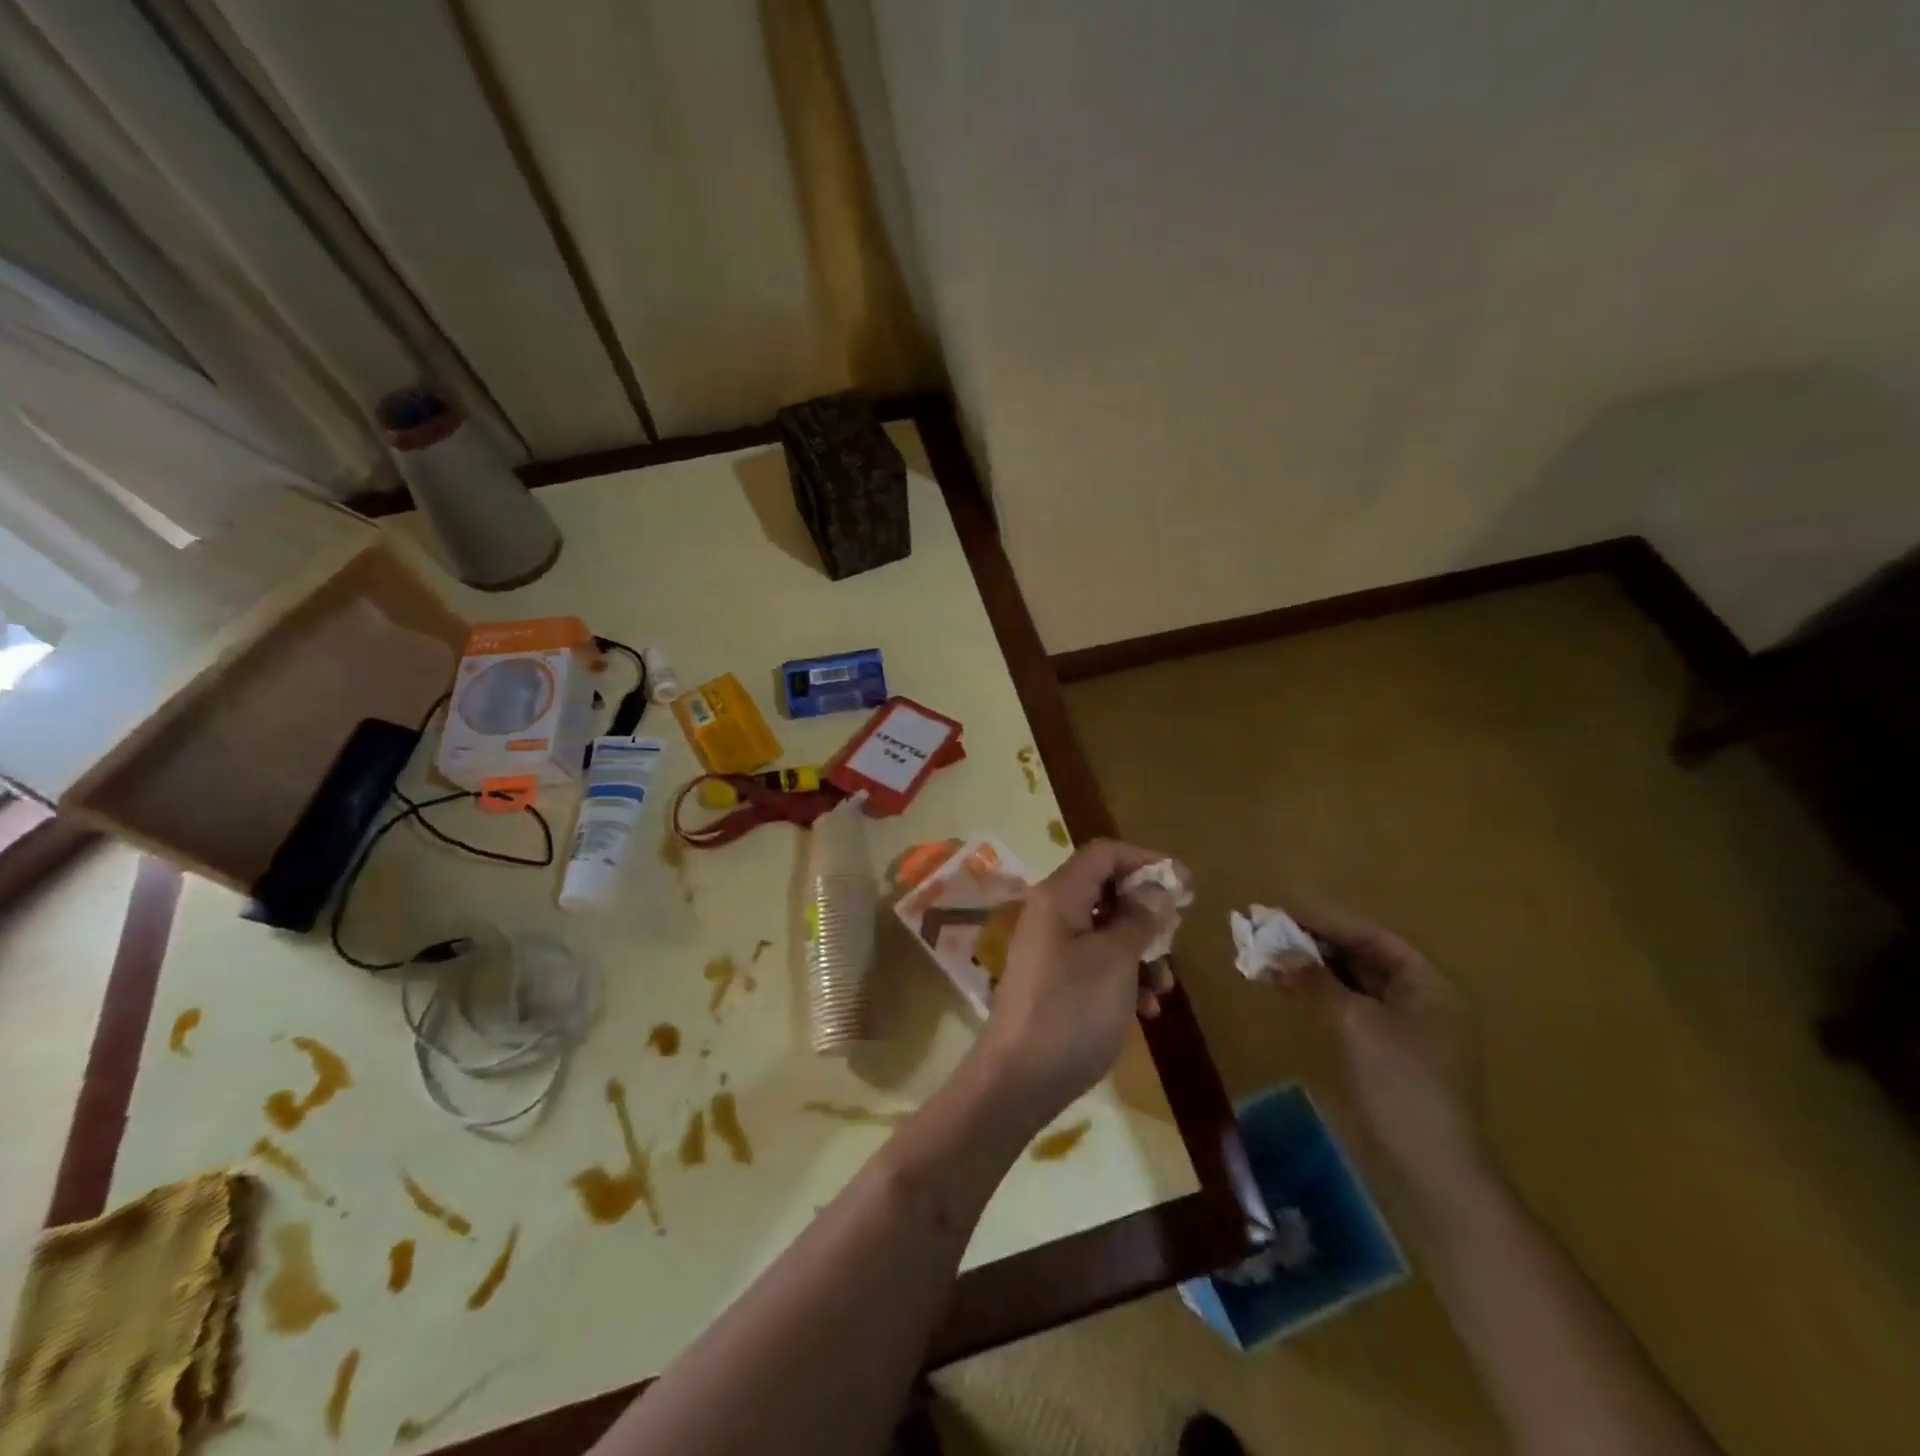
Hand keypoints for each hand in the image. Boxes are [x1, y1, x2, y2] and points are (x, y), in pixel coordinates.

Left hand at [978, 839, 1178, 1113]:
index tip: (1184, 885)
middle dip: (1146, 914)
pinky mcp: (1053, 981)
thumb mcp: (1116, 960)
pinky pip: (1094, 962)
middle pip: (1106, 892)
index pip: (1104, 853)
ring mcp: (1050, 948)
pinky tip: (1143, 1011)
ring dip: (1140, 953)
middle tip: (1174, 938)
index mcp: (1059, 896)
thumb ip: (1139, 918)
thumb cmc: (1072, 1009)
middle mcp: (1051, 914)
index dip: (1146, 860)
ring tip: (1163, 990)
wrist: (1019, 1078)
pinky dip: (1123, 978)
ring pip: (1105, 931)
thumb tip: (1156, 888)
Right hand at [1278, 902, 1489, 1192]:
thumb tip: (1280, 950)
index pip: (1371, 936)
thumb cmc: (1402, 1083)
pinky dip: (1319, 993)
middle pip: (1362, 955)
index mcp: (1427, 983)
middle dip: (1314, 941)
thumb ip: (1318, 980)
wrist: (1433, 1168)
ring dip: (1312, 967)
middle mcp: (1420, 998)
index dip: (1325, 918)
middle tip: (1268, 928)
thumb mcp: (1357, 1023)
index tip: (1282, 905)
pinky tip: (1287, 986)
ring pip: (1352, 981)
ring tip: (1268, 953)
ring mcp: (1405, 1026)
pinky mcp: (1386, 1050)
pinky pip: (1349, 1006)